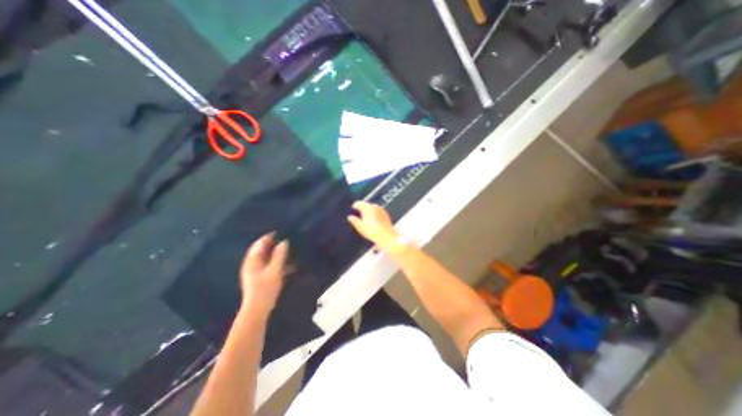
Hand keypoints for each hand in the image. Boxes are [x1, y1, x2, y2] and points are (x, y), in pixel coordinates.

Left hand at [242, 234, 291, 314]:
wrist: (258, 309)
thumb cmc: (265, 288)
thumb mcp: (275, 270)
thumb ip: (280, 255)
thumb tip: (285, 241)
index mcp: (253, 260)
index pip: (260, 242)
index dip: (271, 236)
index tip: (283, 231)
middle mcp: (252, 263)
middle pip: (263, 249)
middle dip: (275, 243)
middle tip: (288, 238)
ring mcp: (256, 270)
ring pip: (268, 256)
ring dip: (277, 252)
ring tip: (290, 249)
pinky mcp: (261, 277)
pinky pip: (270, 264)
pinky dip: (278, 261)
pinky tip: (288, 263)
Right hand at [348, 201, 399, 250]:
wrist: (386, 235)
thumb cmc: (371, 231)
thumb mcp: (360, 227)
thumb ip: (354, 220)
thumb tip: (350, 216)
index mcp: (366, 207)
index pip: (357, 203)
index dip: (354, 207)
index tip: (352, 213)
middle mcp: (374, 205)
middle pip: (365, 204)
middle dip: (361, 209)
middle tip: (359, 217)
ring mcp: (381, 209)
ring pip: (372, 207)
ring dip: (368, 211)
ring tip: (366, 219)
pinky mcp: (385, 213)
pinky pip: (377, 211)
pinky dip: (374, 213)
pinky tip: (374, 221)